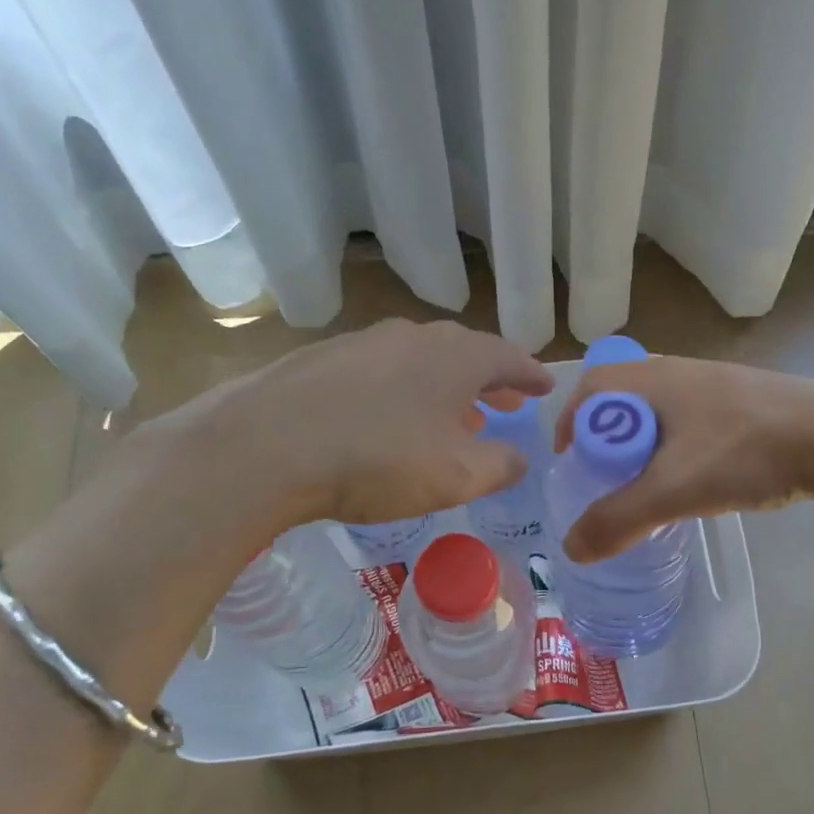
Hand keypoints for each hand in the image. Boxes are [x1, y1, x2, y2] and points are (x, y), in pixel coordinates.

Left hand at [157, 317, 554, 530]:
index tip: (547, 387)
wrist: (266, 446)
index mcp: (455, 357)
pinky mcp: (322, 361)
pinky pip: (381, 373)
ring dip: (444, 388)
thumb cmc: (380, 459)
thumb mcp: (457, 475)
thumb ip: (499, 466)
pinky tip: (391, 420)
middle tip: (507, 401)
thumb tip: (519, 459)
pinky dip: (402, 393)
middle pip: (465, 354)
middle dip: (489, 380)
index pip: (509, 357)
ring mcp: (364, 344)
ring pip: (420, 362)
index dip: (531, 375)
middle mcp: (413, 338)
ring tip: (454, 416)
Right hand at [552, 356, 813, 561]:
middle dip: (606, 439)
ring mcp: (716, 384)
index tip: (568, 461)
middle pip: (623, 399)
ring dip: (644, 445)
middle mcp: (680, 371)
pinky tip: (697, 478)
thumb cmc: (745, 453)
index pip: (592, 387)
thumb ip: (618, 520)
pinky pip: (692, 420)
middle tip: (605, 479)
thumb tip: (571, 549)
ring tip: (648, 485)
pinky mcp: (745, 401)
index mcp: (654, 379)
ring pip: (660, 412)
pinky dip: (677, 447)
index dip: (570, 422)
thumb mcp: (673, 491)